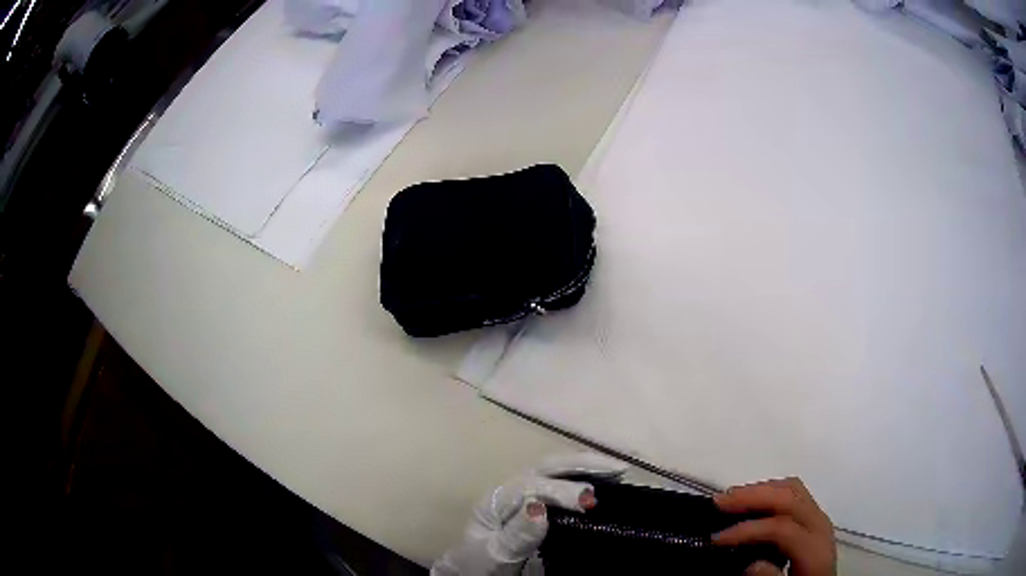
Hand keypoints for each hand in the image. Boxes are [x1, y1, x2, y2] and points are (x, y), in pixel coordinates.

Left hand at [431, 453, 627, 575]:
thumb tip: (540, 508)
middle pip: (546, 468)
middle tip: (616, 470)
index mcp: (495, 501)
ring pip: (556, 472)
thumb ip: (515, 536)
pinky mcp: (541, 508)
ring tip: (618, 470)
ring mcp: (526, 498)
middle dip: (581, 465)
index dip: (560, 491)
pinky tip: (607, 483)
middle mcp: (512, 492)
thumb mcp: (493, 556)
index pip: (530, 486)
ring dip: (587, 467)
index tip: (588, 503)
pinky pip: (563, 486)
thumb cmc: (480, 568)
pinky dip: (586, 480)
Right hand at [712, 478, 836, 575]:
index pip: (781, 527)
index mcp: (815, 548)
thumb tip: (753, 565)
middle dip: (752, 496)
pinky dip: (770, 492)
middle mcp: (820, 525)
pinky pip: (794, 493)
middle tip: (718, 502)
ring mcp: (818, 517)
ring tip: (731, 498)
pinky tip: (752, 502)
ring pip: (792, 488)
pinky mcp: (812, 516)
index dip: (747, 530)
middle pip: (790, 497)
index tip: (715, 539)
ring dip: (760, 490)